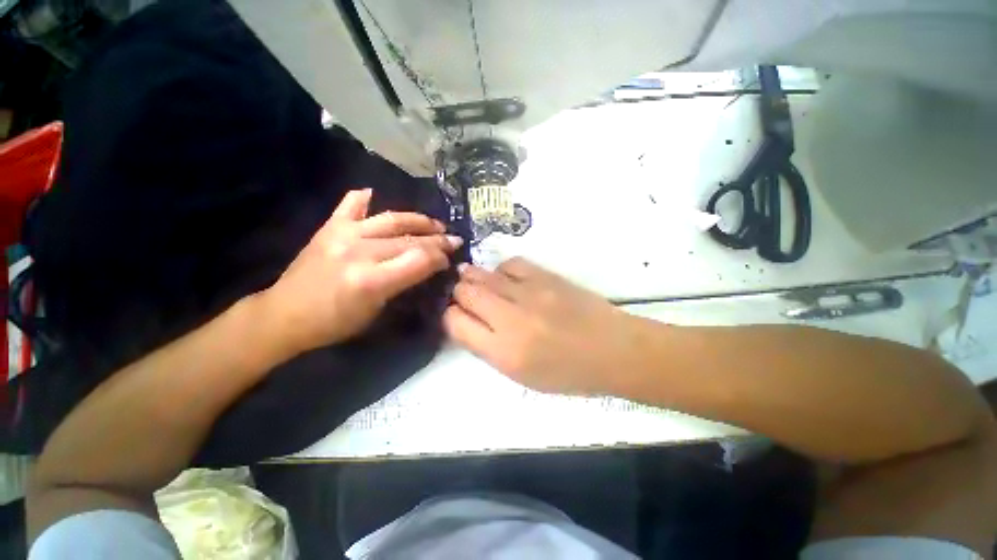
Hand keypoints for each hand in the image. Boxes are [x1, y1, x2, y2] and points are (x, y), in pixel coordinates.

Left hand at [263, 189, 461, 353]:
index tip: (449, 260)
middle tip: (454, 240)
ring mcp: (343, 234)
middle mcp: (360, 251)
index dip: (440, 258)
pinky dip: (366, 198)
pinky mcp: (330, 227)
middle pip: (411, 239)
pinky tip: (376, 195)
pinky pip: (351, 204)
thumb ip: (403, 284)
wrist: (284, 314)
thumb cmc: (335, 323)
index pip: (420, 259)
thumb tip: (427, 267)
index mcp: (371, 280)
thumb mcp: (377, 312)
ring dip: (419, 220)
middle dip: (438, 240)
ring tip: (436, 223)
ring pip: (392, 219)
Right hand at [443, 258, 640, 394]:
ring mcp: (529, 292)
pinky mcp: (545, 276)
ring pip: (483, 274)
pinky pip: (510, 264)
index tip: (458, 317)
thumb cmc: (568, 372)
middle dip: (459, 295)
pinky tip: (506, 279)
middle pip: (465, 293)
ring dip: (474, 279)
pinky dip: (501, 271)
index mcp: (503, 352)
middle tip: (466, 299)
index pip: (455, 323)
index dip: (451, 317)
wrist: (613, 349)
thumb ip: (488, 347)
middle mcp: (511, 319)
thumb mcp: (521, 375)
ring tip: (480, 285)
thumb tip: (467, 320)